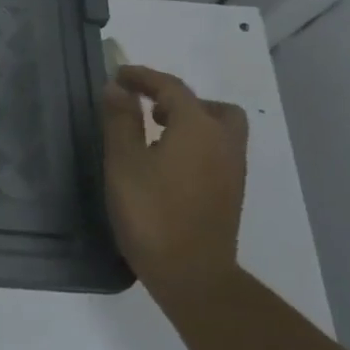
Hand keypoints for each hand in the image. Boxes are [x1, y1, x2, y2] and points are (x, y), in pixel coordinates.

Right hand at [101, 64, 247, 295]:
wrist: (191, 273)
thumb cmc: (150, 212)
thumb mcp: (124, 161)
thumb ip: (121, 119)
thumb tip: (117, 87)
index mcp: (197, 127)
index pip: (172, 87)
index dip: (143, 77)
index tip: (118, 75)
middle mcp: (223, 141)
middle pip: (208, 105)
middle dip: (177, 99)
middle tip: (146, 107)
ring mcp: (232, 169)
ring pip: (219, 128)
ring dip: (190, 121)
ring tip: (155, 134)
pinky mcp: (231, 192)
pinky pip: (217, 150)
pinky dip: (196, 142)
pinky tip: (168, 163)